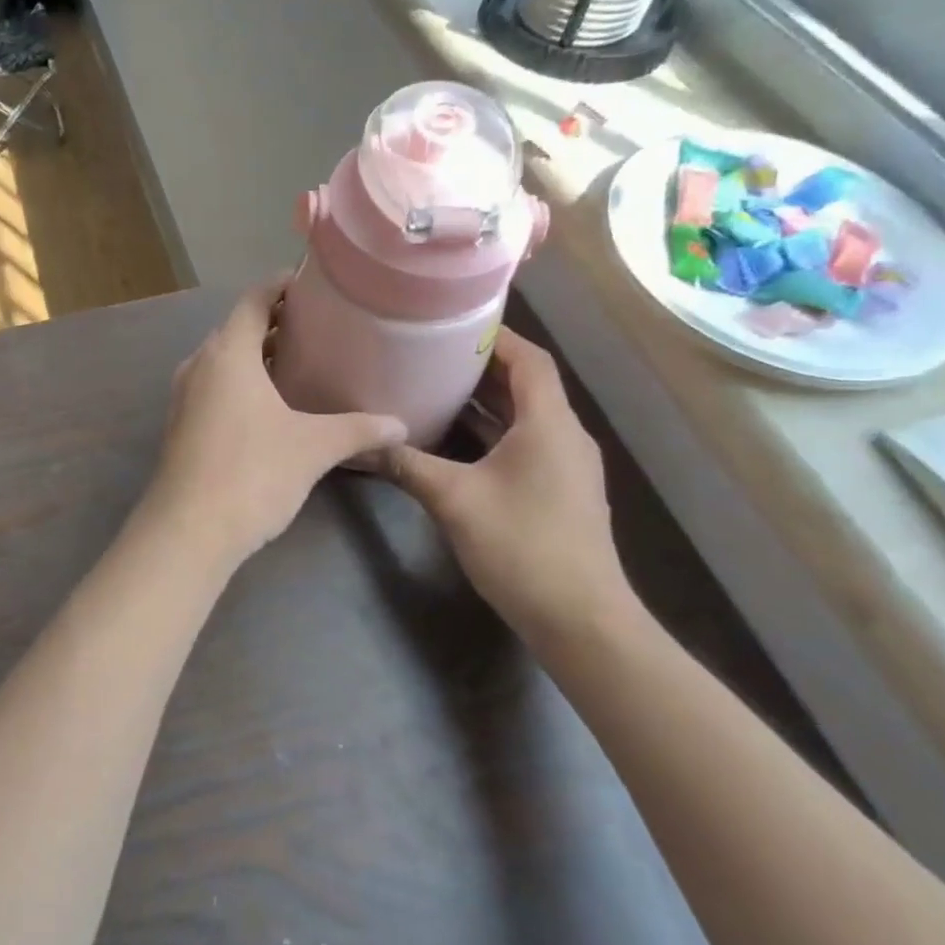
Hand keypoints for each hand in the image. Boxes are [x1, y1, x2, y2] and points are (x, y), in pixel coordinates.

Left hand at [141, 279, 406, 569]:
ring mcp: (184, 397)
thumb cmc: (252, 473)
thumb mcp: (313, 448)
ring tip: (298, 361)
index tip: (309, 282)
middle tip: (316, 325)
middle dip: (273, 322)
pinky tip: (268, 406)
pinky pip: (214, 387)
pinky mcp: (181, 426)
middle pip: (236, 328)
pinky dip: (240, 383)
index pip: (253, 300)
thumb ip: (358, 430)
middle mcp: (200, 365)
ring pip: (223, 361)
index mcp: (228, 353)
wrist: (188, 531)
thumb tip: (401, 427)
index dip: (279, 286)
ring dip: (256, 356)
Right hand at [375, 327, 633, 646]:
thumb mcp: (454, 500)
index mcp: (549, 424)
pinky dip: (495, 432)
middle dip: (484, 367)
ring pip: (527, 417)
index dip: (496, 337)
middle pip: (529, 385)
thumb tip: (364, 443)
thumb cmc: (522, 546)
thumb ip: (408, 465)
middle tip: (434, 354)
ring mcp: (567, 467)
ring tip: (439, 388)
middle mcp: (565, 436)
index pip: (529, 360)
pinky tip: (459, 441)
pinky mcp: (561, 492)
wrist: (580, 619)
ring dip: (488, 401)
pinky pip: (528, 444)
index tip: (453, 324)